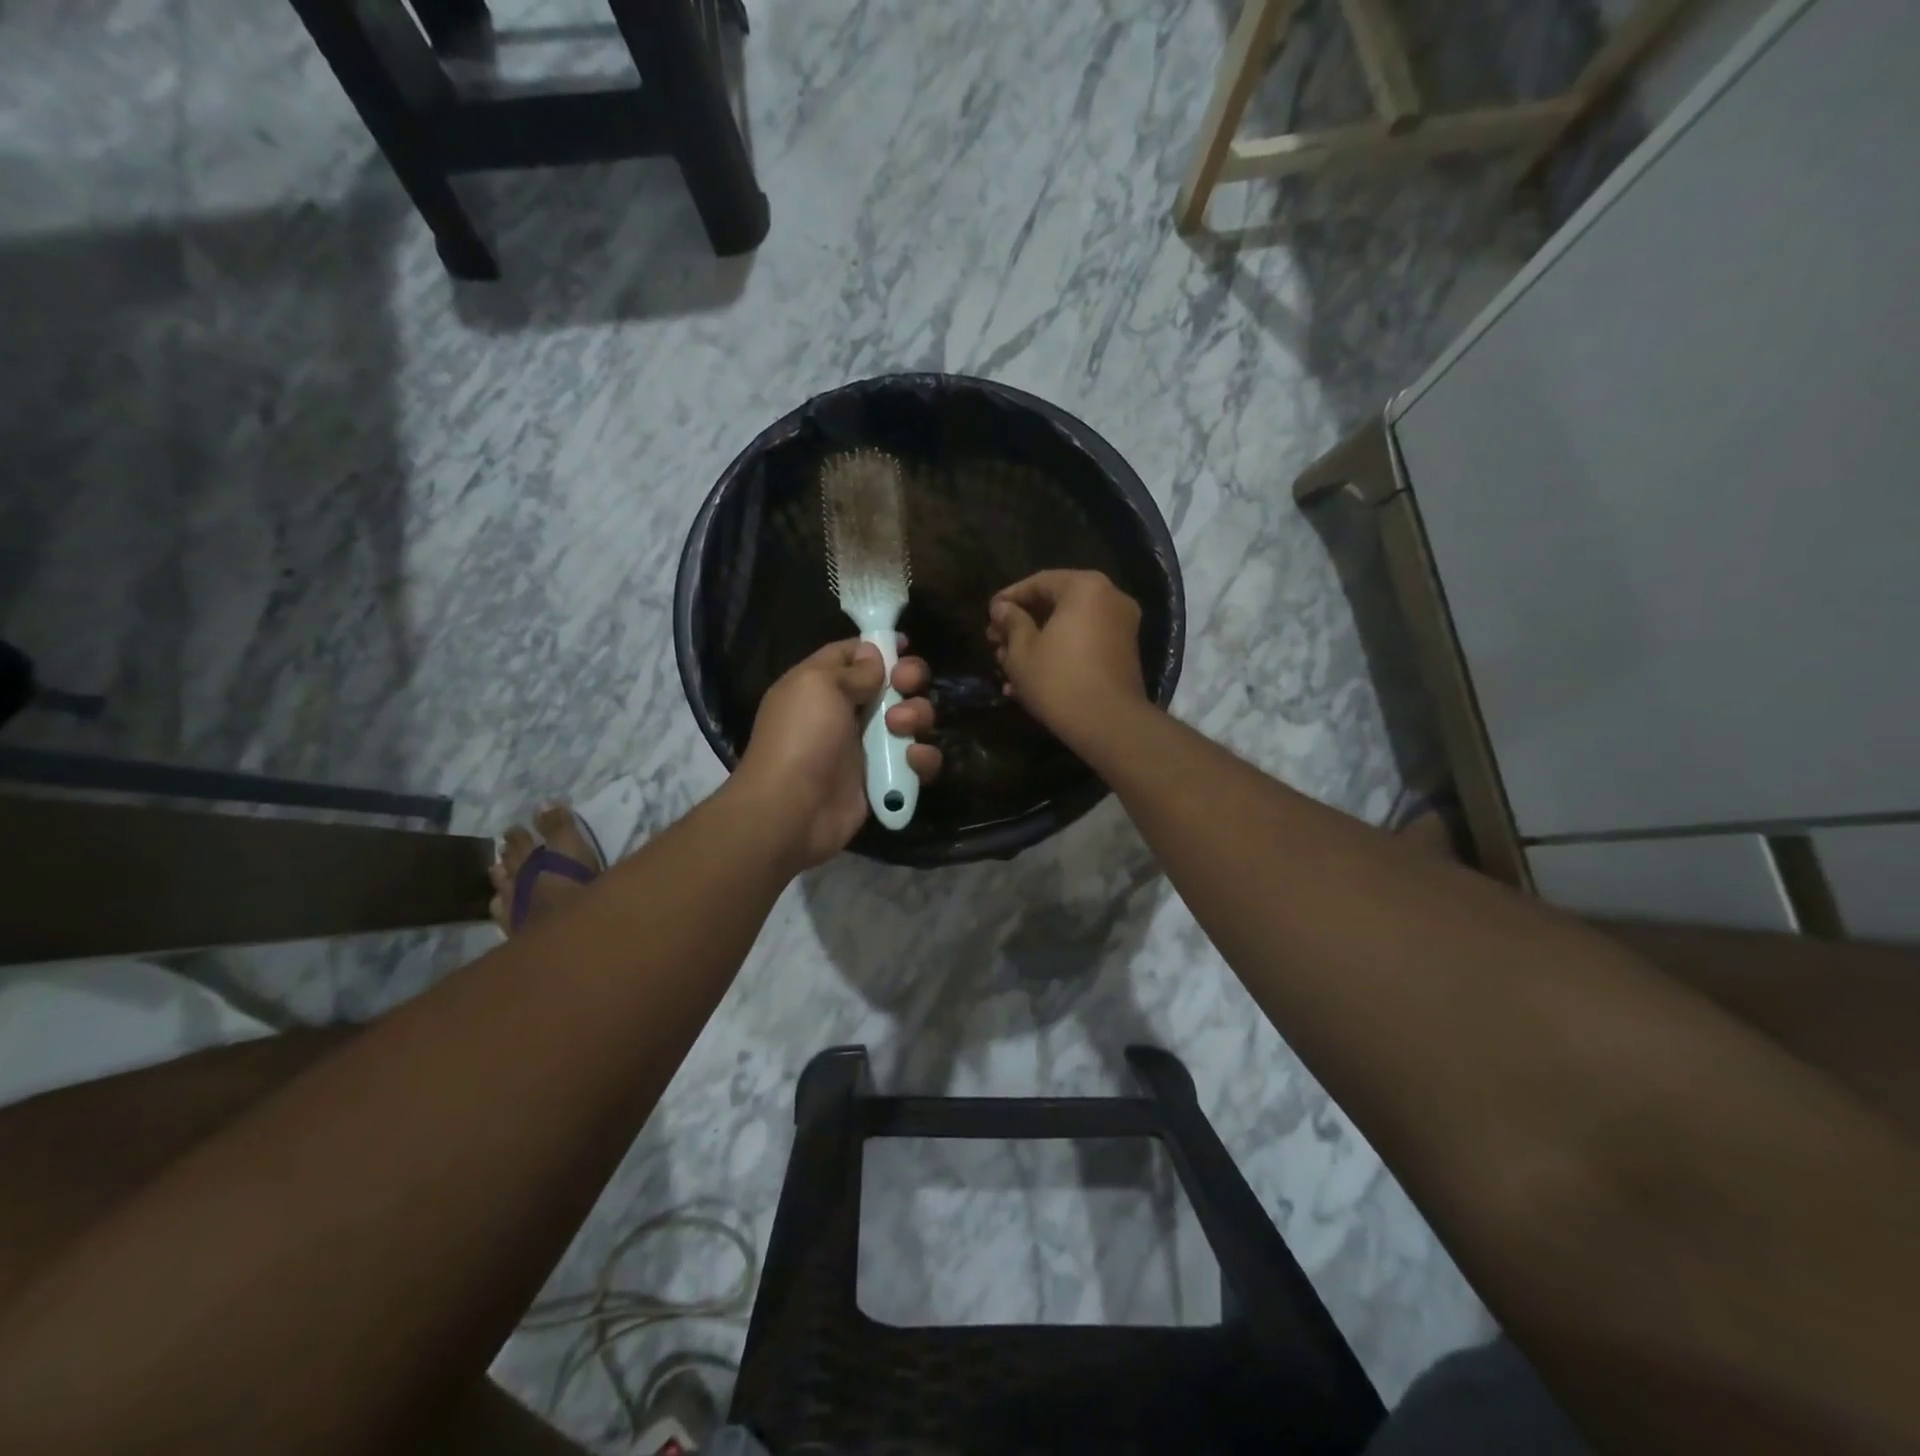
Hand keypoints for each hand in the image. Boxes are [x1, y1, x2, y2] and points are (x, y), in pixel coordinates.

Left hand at [733, 638, 941, 869]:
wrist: (793, 810)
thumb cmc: (801, 737)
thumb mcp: (817, 686)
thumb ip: (851, 668)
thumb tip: (874, 656)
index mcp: (822, 685)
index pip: (854, 655)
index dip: (879, 646)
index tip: (905, 643)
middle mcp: (846, 713)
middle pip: (892, 685)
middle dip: (908, 679)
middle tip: (906, 685)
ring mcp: (867, 747)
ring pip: (911, 720)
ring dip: (917, 716)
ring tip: (901, 727)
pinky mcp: (885, 779)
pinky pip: (917, 761)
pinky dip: (922, 758)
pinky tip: (912, 760)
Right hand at [987, 570, 1147, 748]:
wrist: (1109, 724)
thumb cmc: (1058, 680)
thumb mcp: (1022, 651)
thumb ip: (1011, 622)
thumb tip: (1002, 608)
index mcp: (1085, 588)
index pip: (1039, 582)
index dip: (1009, 598)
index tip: (988, 615)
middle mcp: (1110, 599)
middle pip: (1056, 604)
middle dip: (1022, 624)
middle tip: (995, 643)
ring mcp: (1121, 627)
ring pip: (1068, 627)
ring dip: (1036, 643)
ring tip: (1006, 665)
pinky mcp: (1123, 654)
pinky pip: (1084, 644)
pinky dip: (1059, 654)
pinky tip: (1029, 680)